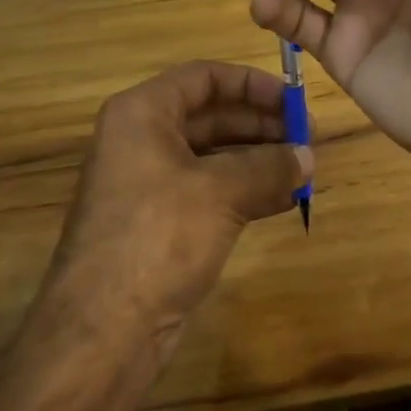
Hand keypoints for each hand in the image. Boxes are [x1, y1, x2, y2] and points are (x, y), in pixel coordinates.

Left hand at [51, 61, 309, 359]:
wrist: (102, 333)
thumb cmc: (158, 238)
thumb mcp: (221, 192)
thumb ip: (269, 166)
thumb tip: (308, 157)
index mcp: (142, 114)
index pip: (204, 77)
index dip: (252, 83)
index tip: (294, 100)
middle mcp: (143, 140)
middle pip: (211, 114)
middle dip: (261, 124)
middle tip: (309, 137)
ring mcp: (150, 184)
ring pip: (214, 155)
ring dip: (259, 158)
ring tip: (305, 167)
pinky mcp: (161, 223)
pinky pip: (210, 191)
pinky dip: (247, 190)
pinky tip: (285, 199)